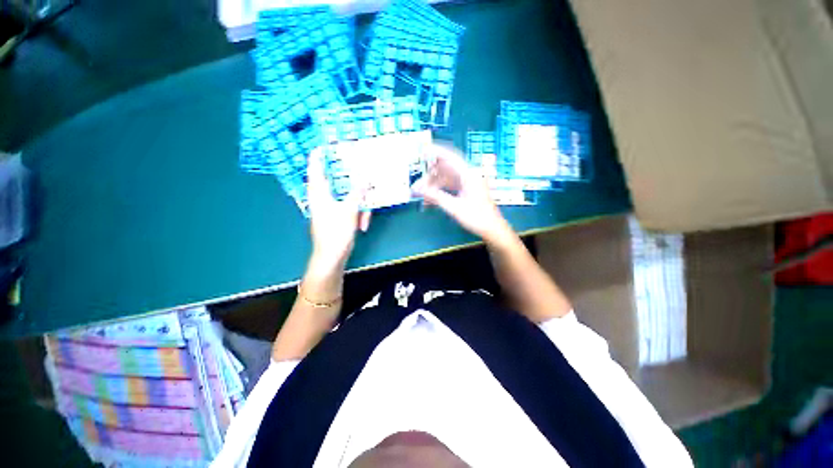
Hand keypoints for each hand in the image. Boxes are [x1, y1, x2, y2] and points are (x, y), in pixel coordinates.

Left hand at [307, 147, 371, 270]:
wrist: (332, 257)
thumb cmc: (336, 233)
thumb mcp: (349, 211)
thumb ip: (357, 194)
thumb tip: (365, 179)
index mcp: (319, 193)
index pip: (315, 169)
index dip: (318, 156)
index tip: (323, 145)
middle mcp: (323, 198)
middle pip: (337, 184)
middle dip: (353, 186)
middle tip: (364, 178)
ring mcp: (331, 208)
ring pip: (348, 198)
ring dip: (359, 208)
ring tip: (364, 220)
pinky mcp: (337, 217)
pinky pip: (350, 209)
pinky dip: (357, 215)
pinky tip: (363, 226)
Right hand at [411, 144, 513, 244]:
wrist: (492, 229)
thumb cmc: (477, 217)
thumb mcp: (455, 208)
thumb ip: (436, 197)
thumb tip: (417, 189)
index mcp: (469, 174)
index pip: (450, 157)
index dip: (436, 152)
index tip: (422, 150)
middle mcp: (468, 175)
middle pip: (445, 169)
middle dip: (430, 177)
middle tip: (417, 187)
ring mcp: (467, 183)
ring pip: (445, 179)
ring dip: (433, 186)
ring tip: (421, 197)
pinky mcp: (465, 190)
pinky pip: (449, 187)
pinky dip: (439, 192)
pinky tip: (430, 201)